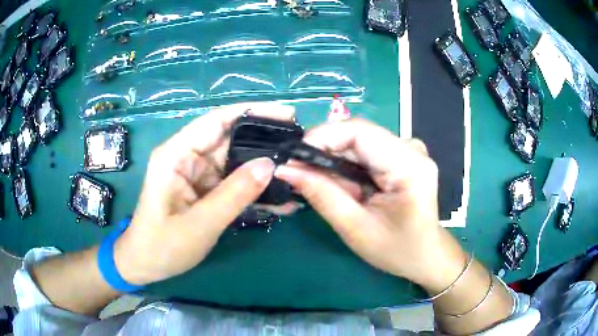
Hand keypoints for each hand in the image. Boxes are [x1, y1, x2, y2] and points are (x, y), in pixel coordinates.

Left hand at [113, 103, 296, 284]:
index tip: (288, 114)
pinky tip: (282, 199)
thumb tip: (270, 165)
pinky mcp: (206, 190)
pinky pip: (235, 184)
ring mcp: (199, 174)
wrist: (147, 265)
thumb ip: (234, 195)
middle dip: (266, 142)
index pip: (217, 121)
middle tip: (301, 146)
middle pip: (231, 140)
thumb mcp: (199, 224)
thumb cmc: (162, 246)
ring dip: (265, 169)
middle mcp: (188, 157)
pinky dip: (256, 190)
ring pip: (237, 162)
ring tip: (299, 171)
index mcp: (177, 154)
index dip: (253, 113)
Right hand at [275, 119, 466, 288]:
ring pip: (360, 140)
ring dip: (335, 158)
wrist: (426, 254)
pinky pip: (367, 149)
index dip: (322, 137)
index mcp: (409, 165)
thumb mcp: (355, 228)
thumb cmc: (397, 250)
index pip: (359, 131)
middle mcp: (412, 148)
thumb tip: (286, 169)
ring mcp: (409, 149)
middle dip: (324, 151)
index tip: (294, 156)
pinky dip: (348, 163)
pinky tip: (343, 184)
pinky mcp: (404, 154)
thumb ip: (321, 195)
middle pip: (358, 133)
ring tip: (319, 183)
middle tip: (299, 172)